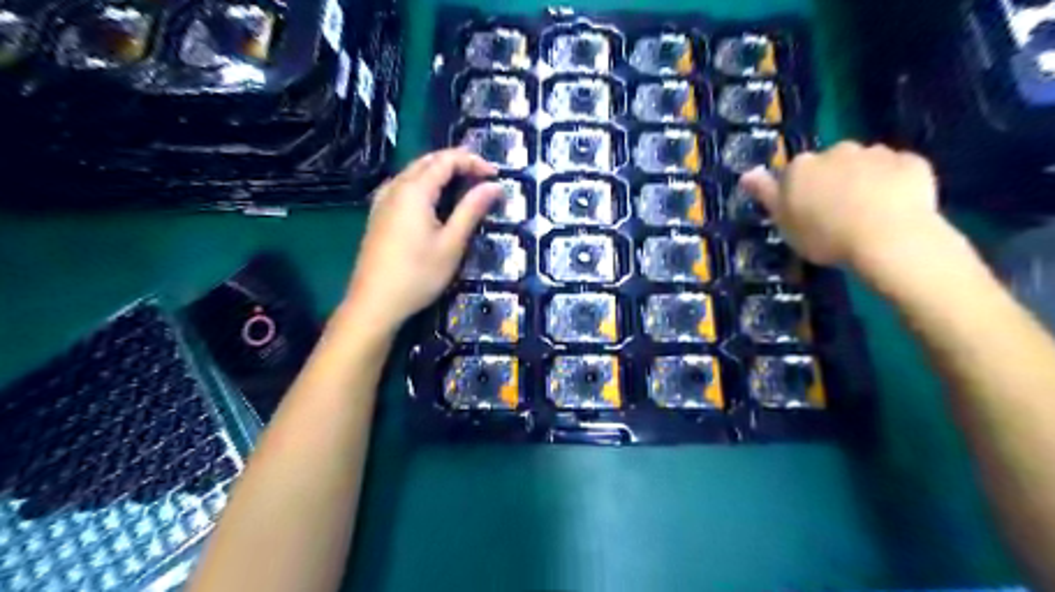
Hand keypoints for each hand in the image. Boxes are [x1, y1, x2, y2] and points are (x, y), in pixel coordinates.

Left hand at [341, 145, 499, 334]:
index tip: (496, 175)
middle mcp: (395, 187)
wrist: (374, 303)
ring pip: (413, 172)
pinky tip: (432, 199)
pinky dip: (424, 183)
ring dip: (439, 171)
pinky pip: (403, 186)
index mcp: (414, 190)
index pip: (446, 160)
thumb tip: (494, 186)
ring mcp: (382, 200)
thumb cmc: (418, 274)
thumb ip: (472, 210)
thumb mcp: (452, 243)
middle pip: (427, 161)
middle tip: (482, 176)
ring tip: (463, 184)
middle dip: (457, 162)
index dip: (473, 161)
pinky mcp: (377, 215)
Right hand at [737, 142, 943, 270]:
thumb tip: (747, 173)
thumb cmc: (824, 235)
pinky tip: (896, 207)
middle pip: (831, 164)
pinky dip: (896, 183)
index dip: (801, 192)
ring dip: (864, 180)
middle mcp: (837, 151)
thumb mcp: (784, 221)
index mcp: (802, 166)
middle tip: (838, 214)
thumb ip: (766, 194)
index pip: (795, 173)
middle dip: (834, 181)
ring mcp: (877, 153)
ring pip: (866, 165)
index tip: (806, 214)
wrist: (887, 237)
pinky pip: (899, 171)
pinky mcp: (912, 162)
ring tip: (869, 213)